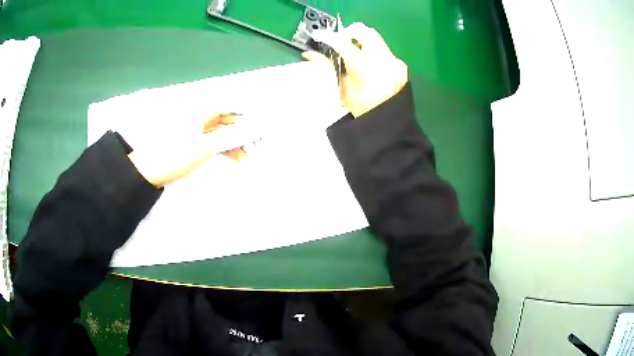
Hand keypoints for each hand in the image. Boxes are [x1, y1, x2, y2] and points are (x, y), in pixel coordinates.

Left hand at [128, 112, 245, 187]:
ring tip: (246, 156)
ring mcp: (195, 131)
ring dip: (233, 142)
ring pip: (220, 132)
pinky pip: (213, 141)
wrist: (148, 173)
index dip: (245, 113)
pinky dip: (223, 148)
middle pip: (225, 119)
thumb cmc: (174, 155)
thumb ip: (230, 137)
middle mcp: (199, 118)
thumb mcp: (204, 147)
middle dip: (241, 130)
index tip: (260, 123)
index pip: (228, 106)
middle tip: (256, 143)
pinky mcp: (192, 144)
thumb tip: (253, 129)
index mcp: (200, 112)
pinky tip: (234, 157)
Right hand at [302, 22, 407, 117]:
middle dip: (348, 34)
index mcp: (364, 67)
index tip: (318, 35)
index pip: (342, 42)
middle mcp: (382, 59)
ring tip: (354, 55)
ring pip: (375, 37)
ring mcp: (394, 61)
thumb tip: (310, 55)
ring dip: (361, 41)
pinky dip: (373, 52)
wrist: (390, 125)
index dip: (327, 36)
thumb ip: (327, 68)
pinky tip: (370, 66)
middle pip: (362, 30)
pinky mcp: (401, 64)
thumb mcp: (342, 90)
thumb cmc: (363, 111)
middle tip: (340, 44)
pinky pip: (384, 49)